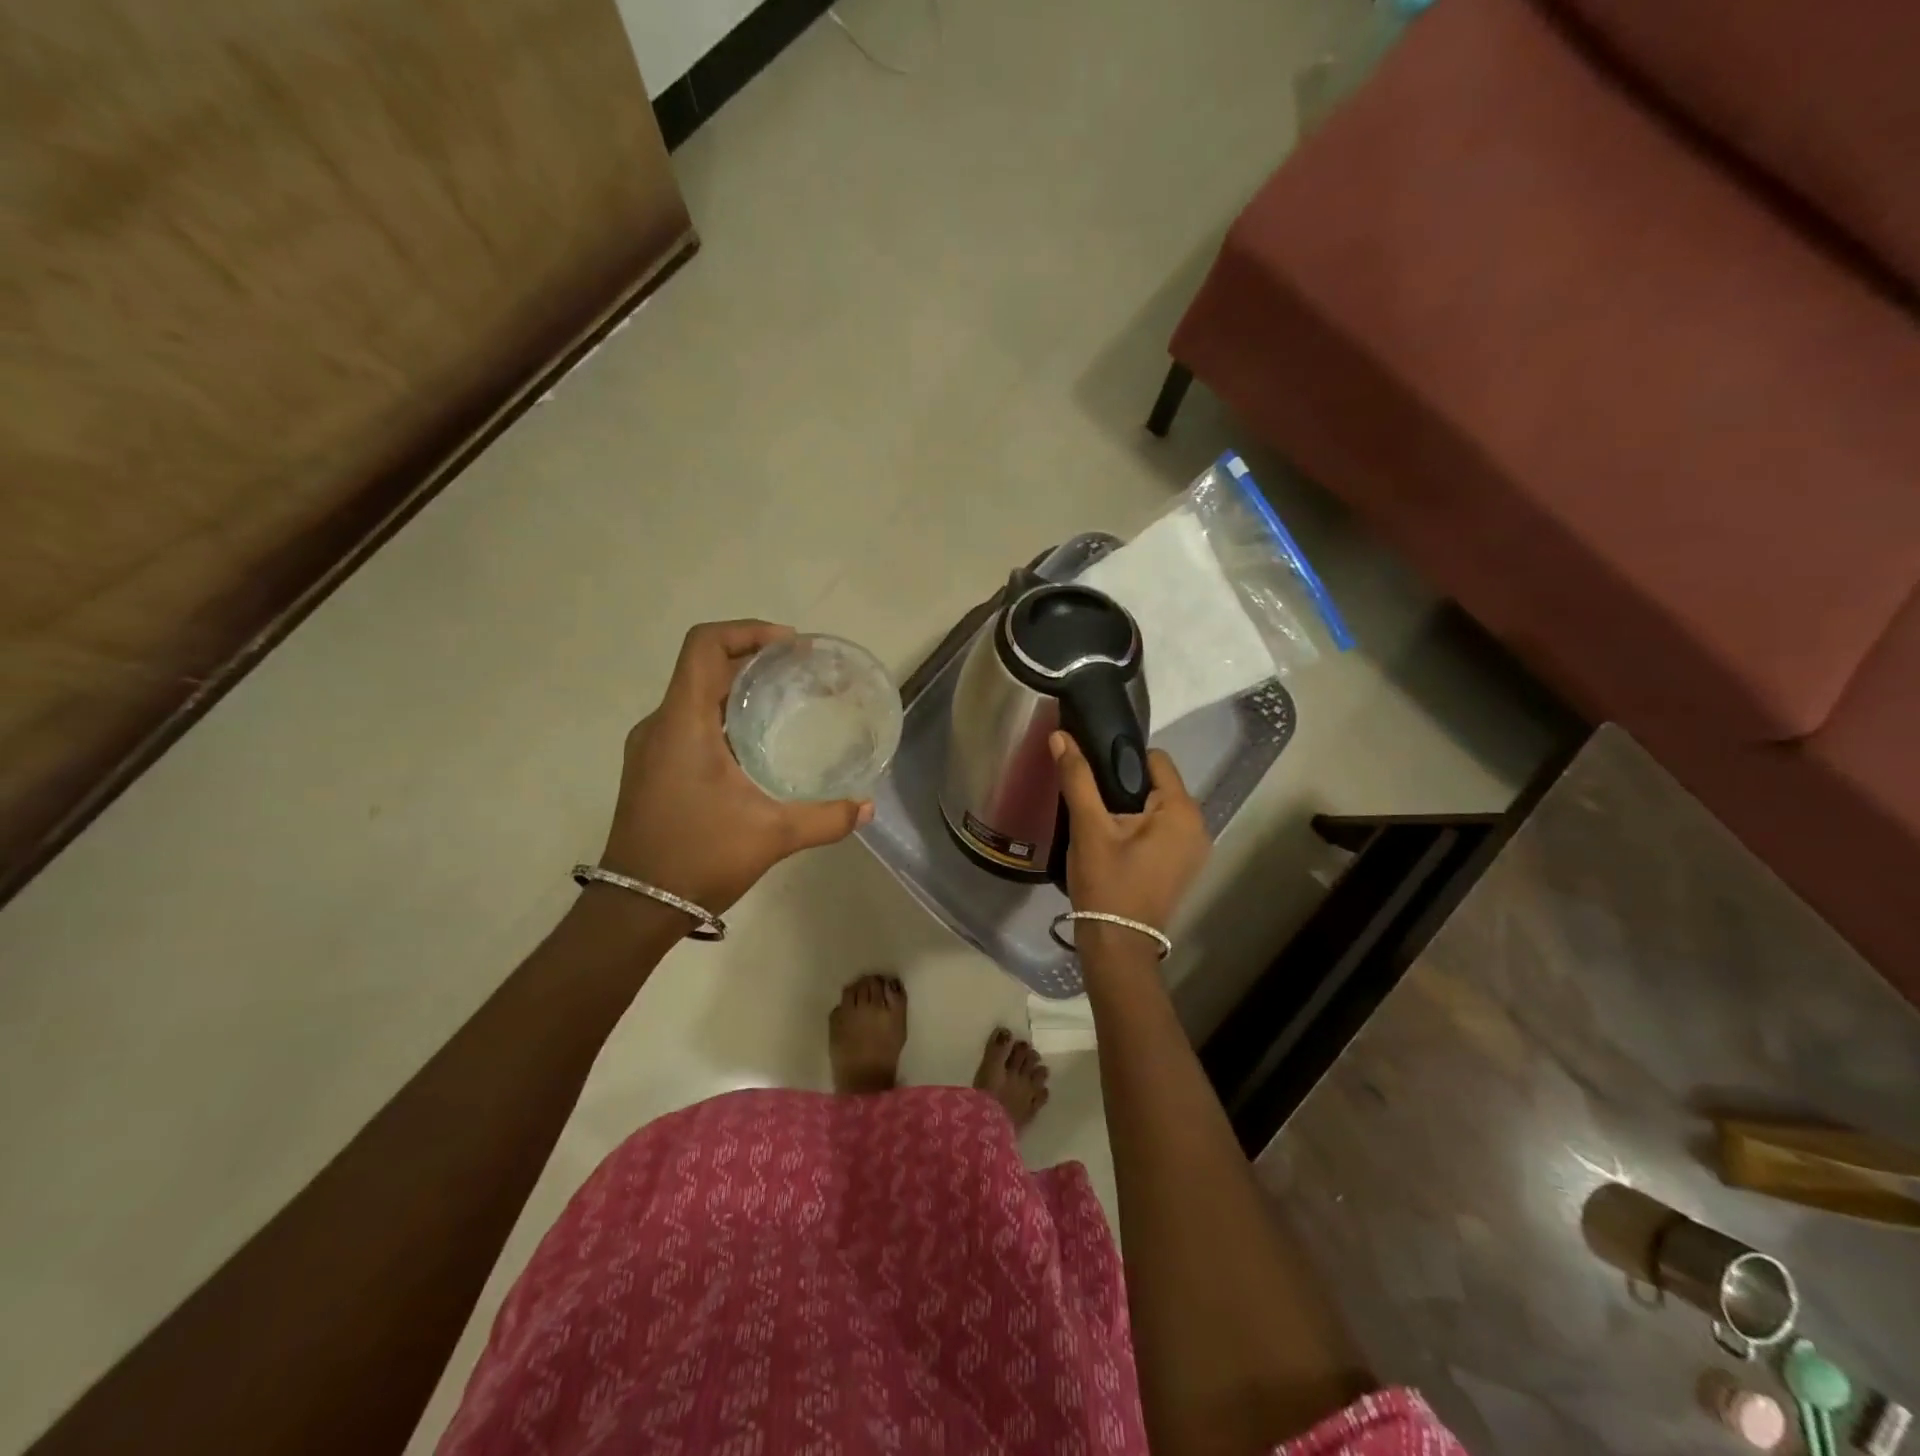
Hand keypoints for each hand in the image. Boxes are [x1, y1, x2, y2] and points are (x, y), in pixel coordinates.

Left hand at [598, 621, 873, 914]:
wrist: (634, 909)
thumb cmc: (698, 858)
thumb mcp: (772, 836)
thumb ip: (825, 818)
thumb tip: (866, 808)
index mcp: (682, 723)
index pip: (705, 645)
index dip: (748, 631)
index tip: (791, 647)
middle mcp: (660, 725)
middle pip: (703, 666)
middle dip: (753, 659)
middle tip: (800, 673)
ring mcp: (651, 748)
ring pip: (695, 696)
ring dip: (737, 690)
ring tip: (785, 704)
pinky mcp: (652, 770)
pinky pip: (689, 723)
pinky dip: (723, 718)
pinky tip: (755, 746)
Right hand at [1050, 731, 1209, 932]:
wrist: (1117, 945)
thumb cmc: (1106, 882)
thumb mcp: (1088, 827)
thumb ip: (1077, 778)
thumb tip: (1061, 736)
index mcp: (1181, 810)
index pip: (1155, 759)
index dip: (1121, 761)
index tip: (1093, 776)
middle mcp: (1198, 825)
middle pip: (1158, 783)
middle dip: (1125, 787)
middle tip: (1091, 803)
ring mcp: (1194, 849)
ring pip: (1158, 808)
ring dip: (1131, 809)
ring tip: (1099, 823)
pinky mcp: (1184, 866)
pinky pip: (1162, 830)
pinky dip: (1141, 829)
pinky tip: (1115, 844)